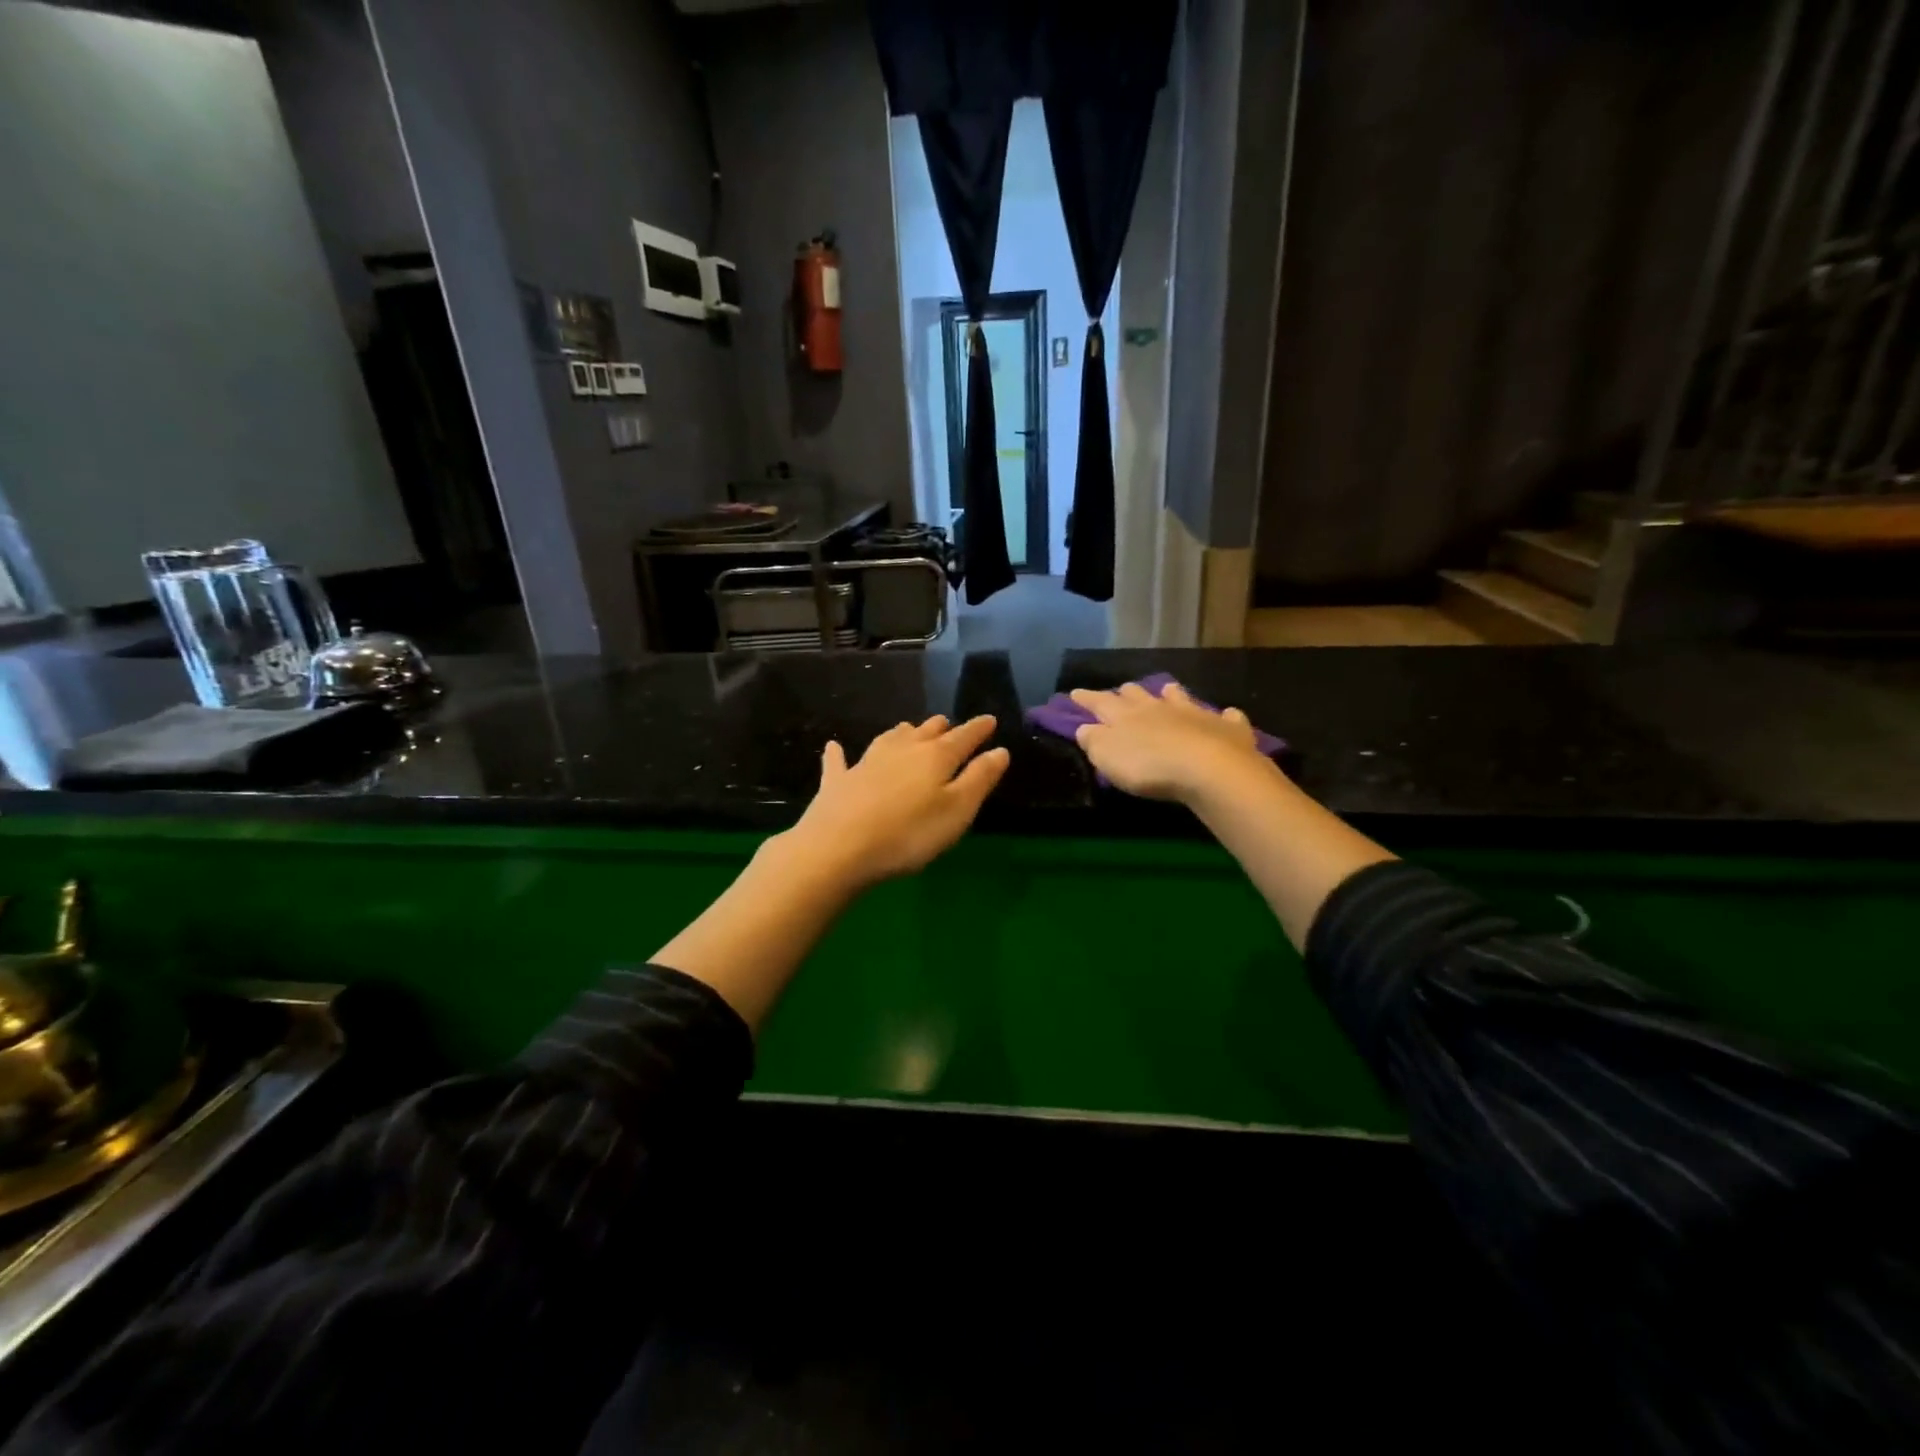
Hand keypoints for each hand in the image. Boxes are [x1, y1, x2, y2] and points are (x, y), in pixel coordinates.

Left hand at [784, 715, 1009, 887]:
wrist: (838, 847)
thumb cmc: (909, 834)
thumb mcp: (957, 811)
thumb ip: (979, 779)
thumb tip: (999, 750)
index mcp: (935, 758)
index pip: (963, 737)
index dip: (978, 729)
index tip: (989, 720)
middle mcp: (902, 750)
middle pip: (926, 733)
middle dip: (941, 728)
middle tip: (949, 725)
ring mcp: (866, 762)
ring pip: (889, 739)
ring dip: (903, 733)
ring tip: (910, 729)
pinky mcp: (838, 781)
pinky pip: (839, 761)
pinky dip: (839, 753)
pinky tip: (835, 747)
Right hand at [1070, 682, 1268, 803]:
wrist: (1210, 768)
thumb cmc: (1149, 766)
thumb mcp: (1108, 757)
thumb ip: (1094, 741)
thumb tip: (1085, 728)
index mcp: (1126, 715)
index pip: (1100, 702)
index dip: (1086, 698)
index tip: (1074, 693)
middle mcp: (1159, 707)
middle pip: (1139, 695)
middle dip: (1127, 693)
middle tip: (1122, 691)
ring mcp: (1195, 713)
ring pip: (1179, 697)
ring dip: (1172, 694)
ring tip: (1168, 691)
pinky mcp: (1227, 728)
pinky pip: (1227, 717)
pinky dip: (1224, 716)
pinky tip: (1228, 715)